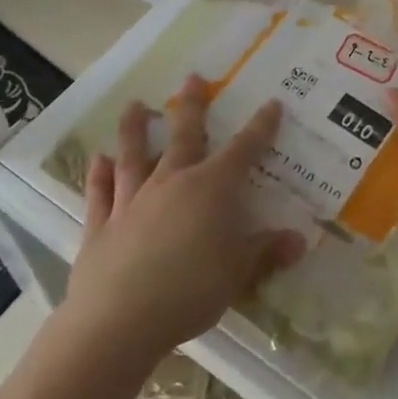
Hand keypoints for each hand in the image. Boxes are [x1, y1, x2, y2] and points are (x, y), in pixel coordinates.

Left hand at [56, 75, 304, 363]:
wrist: (119, 320)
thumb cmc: (190, 290)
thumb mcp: (239, 273)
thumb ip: (266, 252)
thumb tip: (299, 240)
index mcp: (211, 188)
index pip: (243, 150)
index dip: (261, 127)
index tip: (271, 104)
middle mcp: (172, 182)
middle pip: (185, 136)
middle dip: (191, 106)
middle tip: (192, 77)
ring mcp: (133, 201)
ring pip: (135, 155)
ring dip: (136, 129)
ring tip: (135, 104)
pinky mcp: (101, 226)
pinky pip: (100, 194)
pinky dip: (99, 175)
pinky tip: (98, 160)